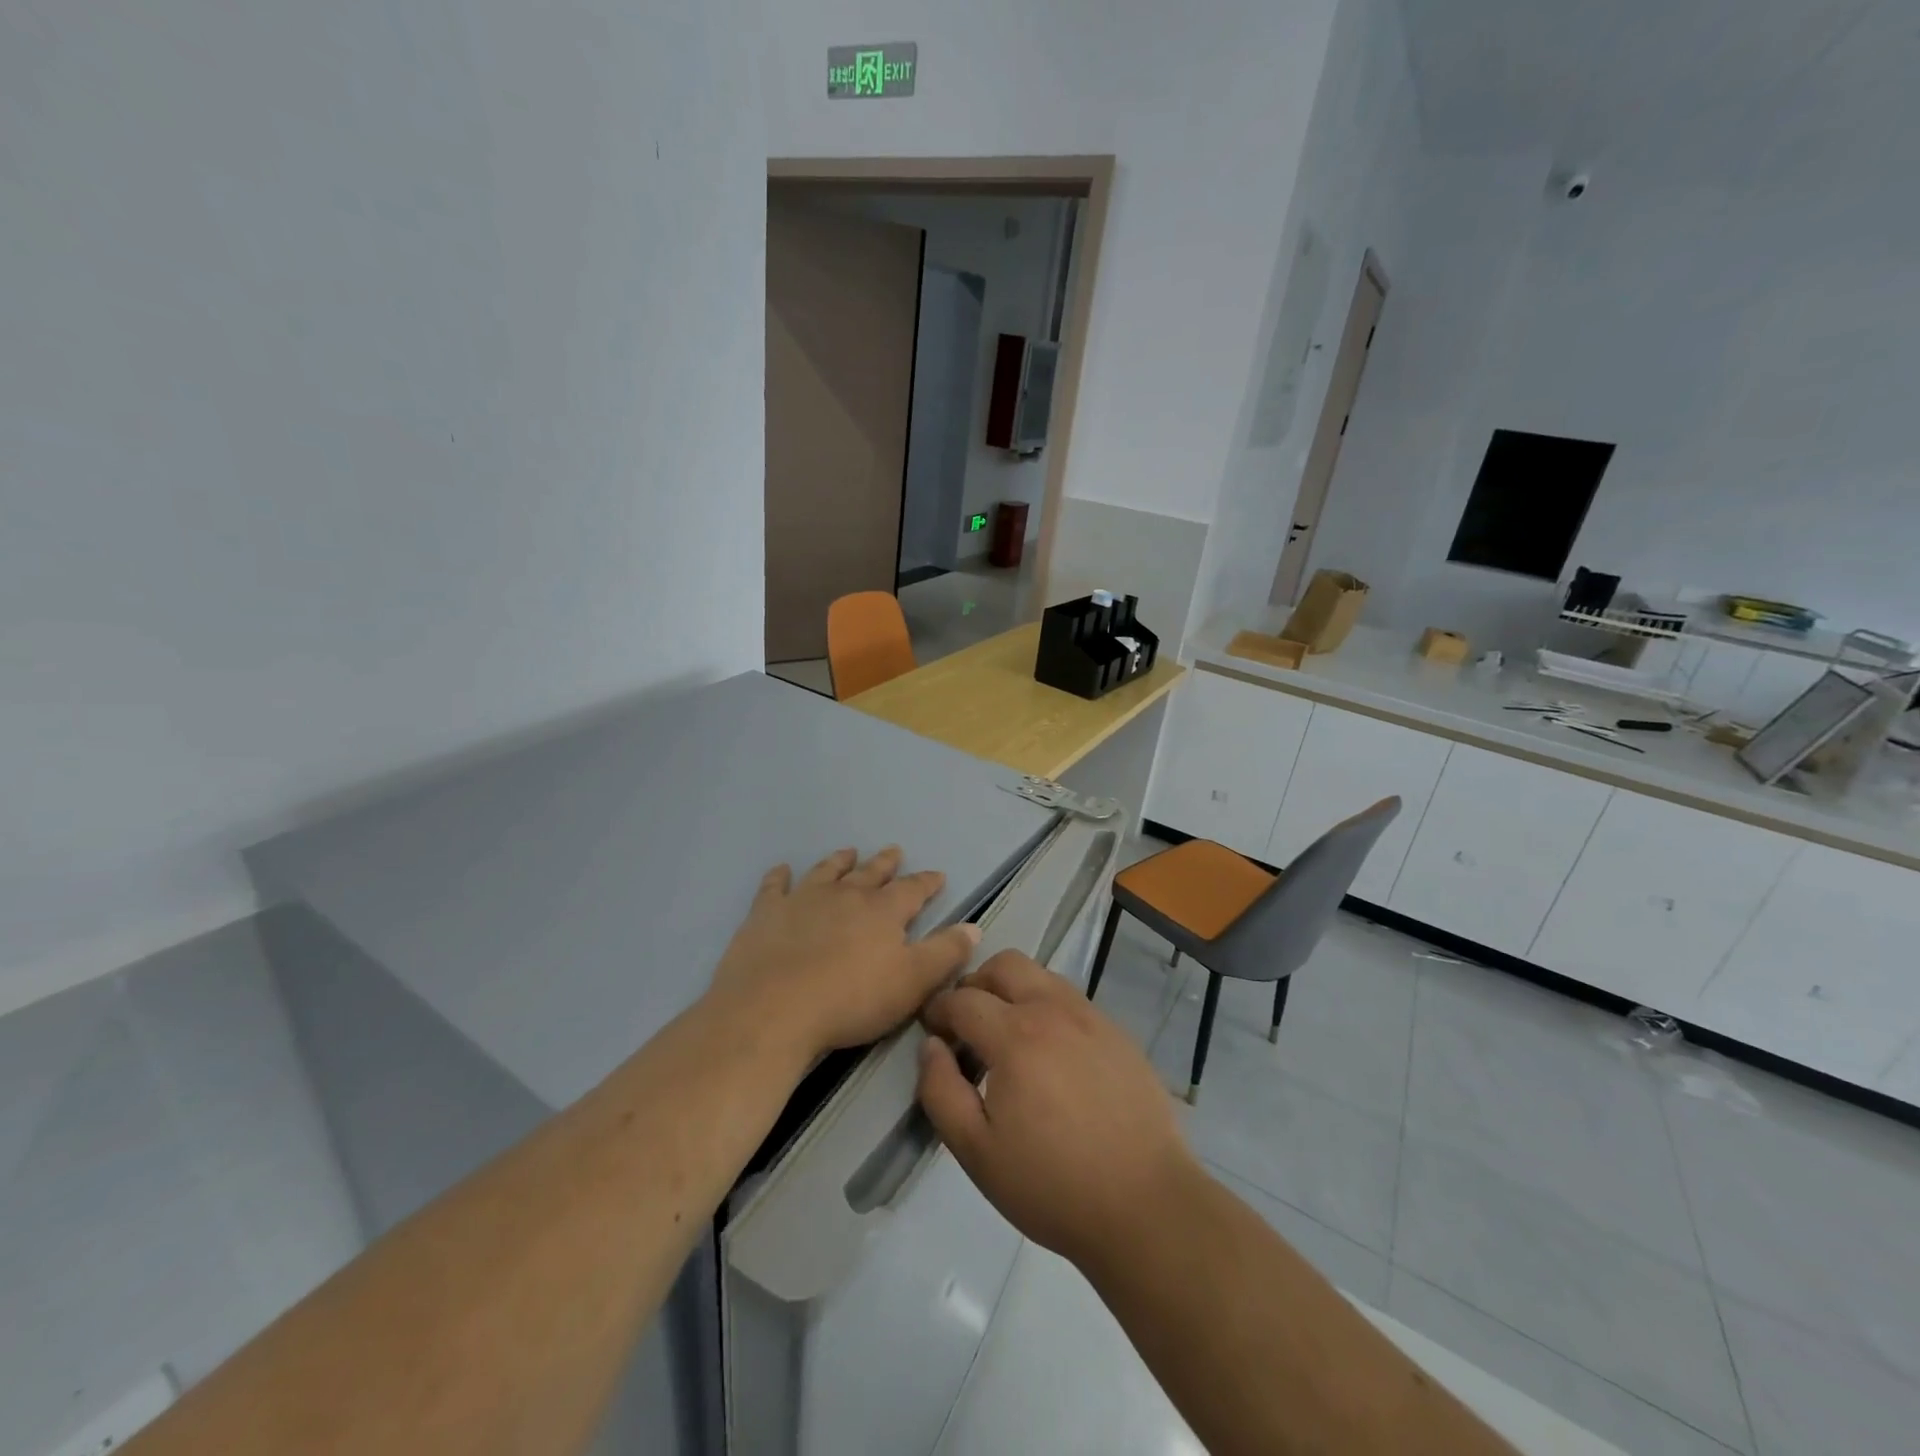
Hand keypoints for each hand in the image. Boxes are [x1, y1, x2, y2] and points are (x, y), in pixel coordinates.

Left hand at [706, 846, 980, 1063]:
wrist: (773, 1010)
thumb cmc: (851, 1000)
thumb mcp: (913, 983)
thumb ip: (945, 953)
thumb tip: (973, 927)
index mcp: (883, 911)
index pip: (912, 890)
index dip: (926, 883)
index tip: (937, 875)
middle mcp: (845, 895)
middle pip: (870, 873)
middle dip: (885, 863)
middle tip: (894, 851)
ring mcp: (803, 899)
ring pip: (827, 872)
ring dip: (840, 861)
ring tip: (848, 852)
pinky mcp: (766, 913)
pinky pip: (774, 887)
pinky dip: (779, 876)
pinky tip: (781, 870)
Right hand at [917, 950, 1196, 1273]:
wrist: (1145, 1204)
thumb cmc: (1052, 1184)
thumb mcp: (976, 1151)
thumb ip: (941, 1091)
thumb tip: (931, 1046)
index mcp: (1015, 1035)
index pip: (963, 999)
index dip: (938, 1009)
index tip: (931, 1029)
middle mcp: (1053, 1010)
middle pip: (1005, 964)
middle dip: (976, 984)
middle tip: (967, 1023)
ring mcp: (1091, 1017)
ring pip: (1041, 976)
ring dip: (1013, 991)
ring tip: (1008, 1037)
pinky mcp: (1117, 1033)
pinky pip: (1071, 999)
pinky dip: (1047, 1008)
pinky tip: (1050, 1054)